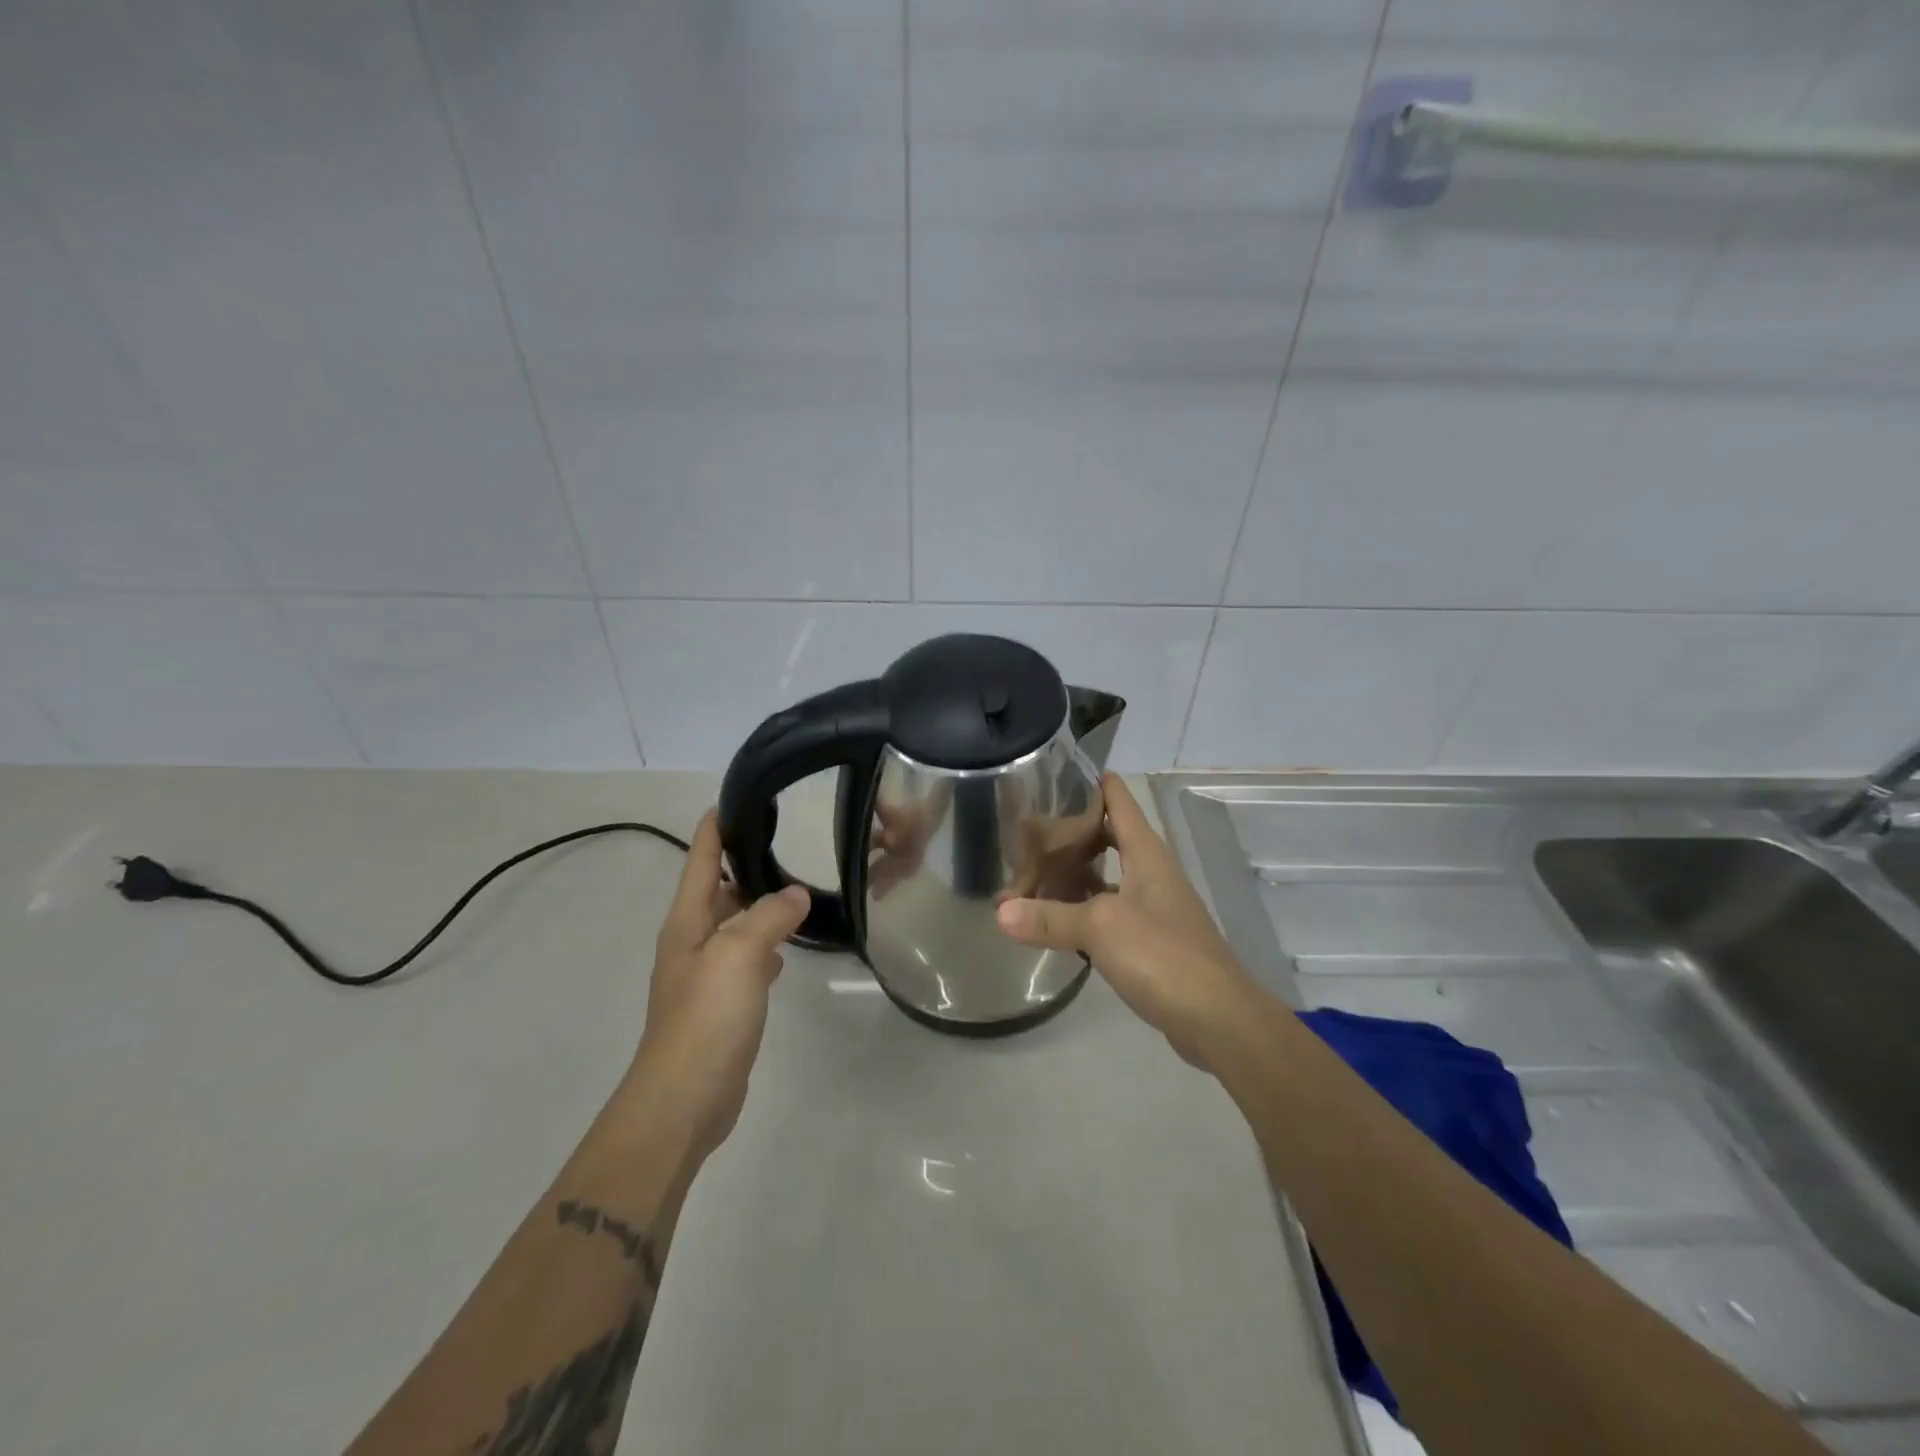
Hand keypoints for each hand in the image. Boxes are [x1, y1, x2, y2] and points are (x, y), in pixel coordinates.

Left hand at [630, 811, 809, 1159]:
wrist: (684, 1099)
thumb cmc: (706, 1017)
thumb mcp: (740, 953)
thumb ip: (770, 915)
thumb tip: (796, 893)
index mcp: (688, 920)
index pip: (701, 858)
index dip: (716, 826)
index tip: (738, 796)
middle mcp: (694, 940)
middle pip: (718, 888)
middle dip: (744, 861)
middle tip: (786, 837)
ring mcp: (708, 974)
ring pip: (737, 923)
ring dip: (760, 904)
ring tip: (798, 883)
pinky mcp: (725, 1003)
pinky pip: (749, 958)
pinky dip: (767, 944)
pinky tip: (789, 945)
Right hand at [995, 776, 1260, 1071]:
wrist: (1217, 1018)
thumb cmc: (1163, 955)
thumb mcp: (1101, 928)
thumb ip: (1050, 917)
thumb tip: (1000, 912)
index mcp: (1147, 854)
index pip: (1120, 802)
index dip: (1095, 783)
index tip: (1061, 772)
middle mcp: (1152, 873)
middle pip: (1110, 838)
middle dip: (1073, 833)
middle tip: (1031, 831)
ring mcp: (1155, 908)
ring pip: (1108, 877)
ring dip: (1076, 875)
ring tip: (1034, 873)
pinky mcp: (1152, 941)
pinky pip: (1110, 912)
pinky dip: (1083, 910)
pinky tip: (1057, 920)